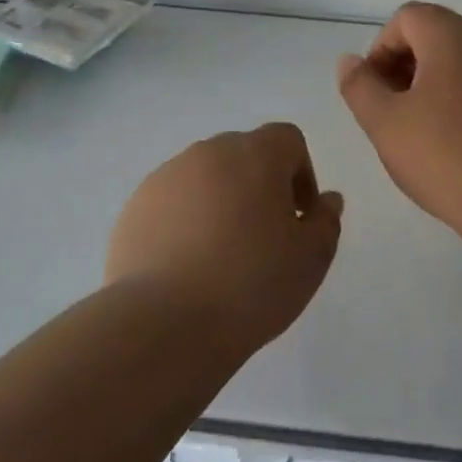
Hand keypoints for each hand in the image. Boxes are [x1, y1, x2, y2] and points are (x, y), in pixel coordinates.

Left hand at [105, 123, 342, 352]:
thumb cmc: (251, 284)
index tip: (299, 217)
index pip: (287, 139)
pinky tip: (187, 266)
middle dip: (260, 185)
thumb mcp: (311, 259)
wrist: (163, 323)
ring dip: (221, 201)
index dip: (302, 173)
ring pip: (206, 177)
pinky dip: (186, 221)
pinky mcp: (135, 207)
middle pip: (244, 154)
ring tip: (222, 255)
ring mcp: (166, 177)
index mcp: (255, 154)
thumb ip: (326, 222)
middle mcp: (208, 152)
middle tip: (265, 237)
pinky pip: (173, 202)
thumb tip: (327, 200)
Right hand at [337, 2, 461, 239]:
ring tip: (422, 130)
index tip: (375, 91)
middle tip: (393, 112)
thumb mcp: (385, 124)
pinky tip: (458, 142)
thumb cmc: (447, 157)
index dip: (381, 49)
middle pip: (436, 34)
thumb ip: (359, 86)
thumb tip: (349, 61)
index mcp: (453, 36)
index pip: (407, 17)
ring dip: (434, 83)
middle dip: (405, 65)